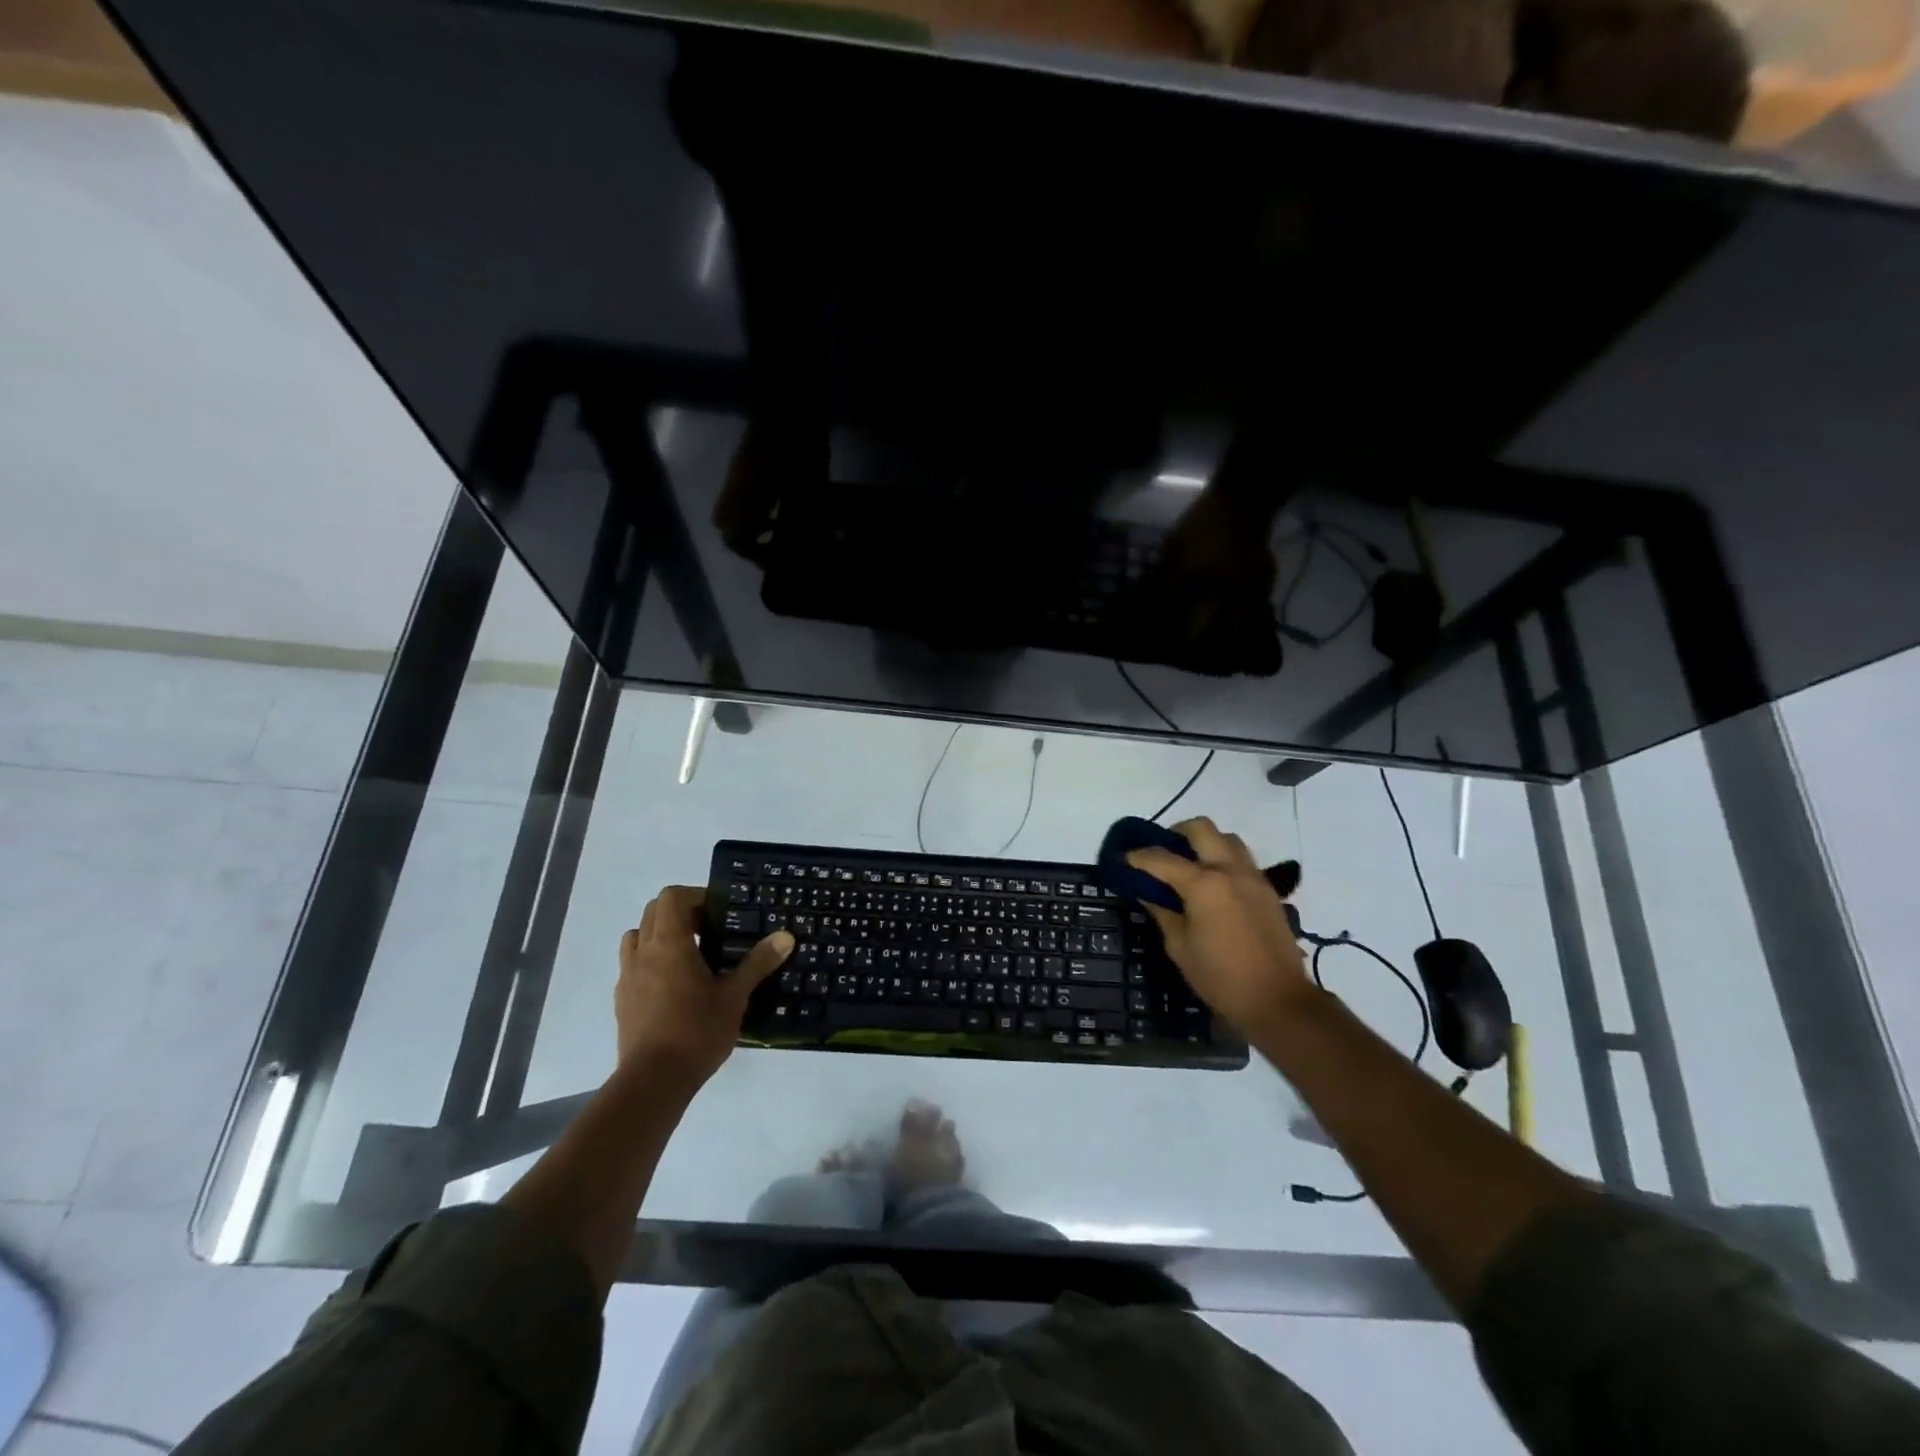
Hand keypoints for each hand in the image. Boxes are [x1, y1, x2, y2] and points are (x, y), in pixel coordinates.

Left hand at [616, 886, 792, 1088]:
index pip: (672, 897)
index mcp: (669, 943)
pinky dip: (651, 961)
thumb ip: (758, 962)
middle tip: (710, 931)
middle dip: (681, 913)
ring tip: (690, 955)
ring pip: (637, 936)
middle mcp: (643, 952)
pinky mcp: (621, 1000)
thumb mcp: (735, 996)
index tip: (719, 913)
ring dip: (660, 935)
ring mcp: (627, 976)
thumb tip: (786, 936)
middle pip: (653, 912)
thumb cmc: (696, 1031)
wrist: (652, 1082)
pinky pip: (633, 965)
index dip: (695, 896)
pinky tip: (674, 986)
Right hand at [1127, 817, 1313, 1038]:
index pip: (1162, 858)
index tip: (1124, 859)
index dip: (1138, 856)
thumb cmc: (1220, 977)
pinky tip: (1214, 886)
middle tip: (1163, 851)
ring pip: (1227, 839)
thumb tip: (1148, 892)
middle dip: (1176, 832)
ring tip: (1190, 865)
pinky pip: (1243, 860)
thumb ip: (1162, 912)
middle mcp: (1230, 870)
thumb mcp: (1179, 947)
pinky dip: (1224, 860)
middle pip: (1201, 828)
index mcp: (1203, 884)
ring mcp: (1253, 877)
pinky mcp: (1268, 890)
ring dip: (1206, 843)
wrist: (1278, 1000)